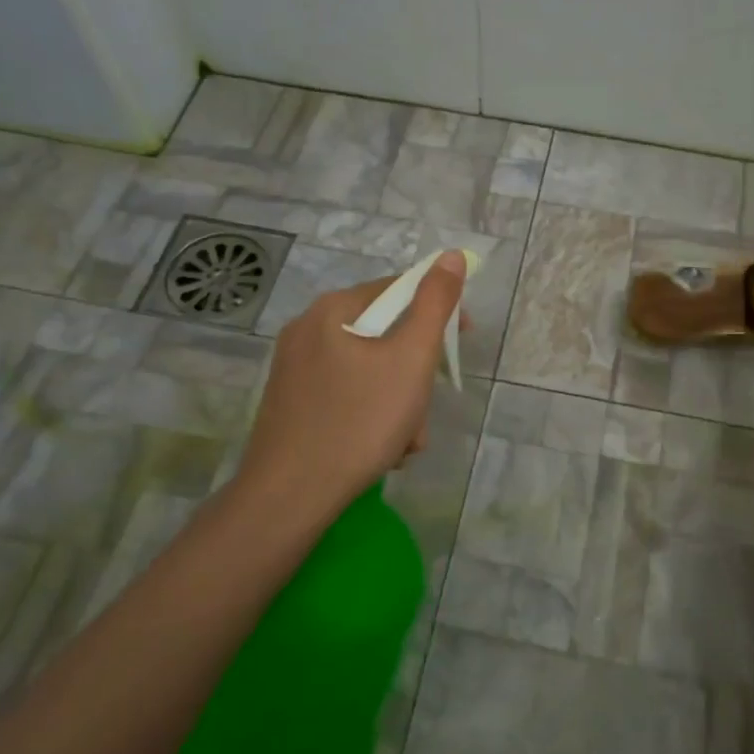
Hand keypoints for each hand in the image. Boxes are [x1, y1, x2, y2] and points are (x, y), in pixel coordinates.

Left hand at [235, 251, 467, 525]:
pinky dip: (371, 415)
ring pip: (369, 371)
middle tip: (425, 409)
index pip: (398, 290)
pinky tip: (381, 450)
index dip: (438, 311)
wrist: (290, 497)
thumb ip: (435, 304)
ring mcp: (294, 370)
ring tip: (406, 441)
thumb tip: (451, 256)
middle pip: (384, 335)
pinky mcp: (291, 404)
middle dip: (415, 374)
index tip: (463, 341)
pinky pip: (347, 395)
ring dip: (399, 402)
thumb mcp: (411, 359)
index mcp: (332, 310)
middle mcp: (307, 331)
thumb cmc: (359, 421)